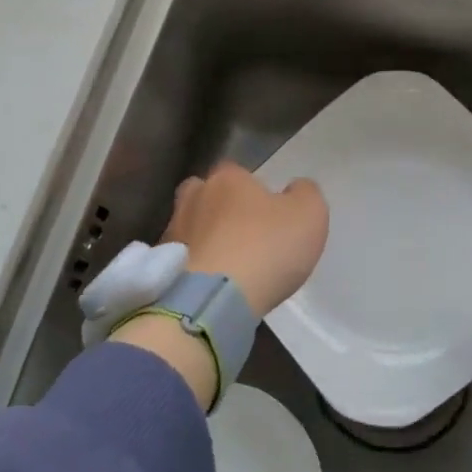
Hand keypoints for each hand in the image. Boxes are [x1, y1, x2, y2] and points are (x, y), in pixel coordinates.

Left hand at [164, 162, 328, 317]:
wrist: (214, 299)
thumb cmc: (266, 248)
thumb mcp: (309, 214)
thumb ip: (305, 194)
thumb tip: (295, 189)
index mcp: (227, 178)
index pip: (237, 172)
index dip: (252, 191)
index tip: (267, 215)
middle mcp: (193, 196)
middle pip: (205, 194)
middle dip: (219, 209)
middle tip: (242, 235)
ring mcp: (173, 231)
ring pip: (190, 226)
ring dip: (205, 239)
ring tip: (225, 264)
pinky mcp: (162, 266)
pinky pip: (180, 258)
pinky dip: (193, 266)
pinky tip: (209, 283)